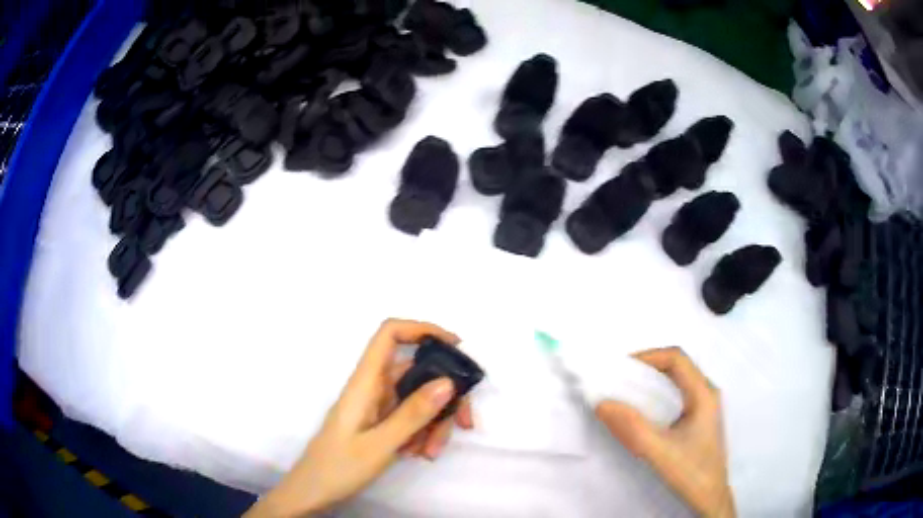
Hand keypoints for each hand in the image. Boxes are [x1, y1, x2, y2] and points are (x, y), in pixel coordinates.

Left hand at [246, 319, 472, 517]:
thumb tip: (448, 382)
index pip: (389, 335)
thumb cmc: (340, 466)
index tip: (454, 345)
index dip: (421, 329)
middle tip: (464, 423)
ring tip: (431, 451)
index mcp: (365, 382)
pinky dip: (422, 432)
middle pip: (416, 373)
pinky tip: (420, 453)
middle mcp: (373, 387)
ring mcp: (378, 405)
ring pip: (418, 399)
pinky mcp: (381, 421)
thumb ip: (413, 414)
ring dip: (434, 422)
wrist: (314, 490)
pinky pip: (411, 417)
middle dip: (444, 396)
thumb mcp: (380, 444)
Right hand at [595, 347, 734, 517]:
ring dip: (651, 381)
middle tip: (618, 379)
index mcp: (703, 394)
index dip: (648, 356)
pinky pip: (677, 395)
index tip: (620, 368)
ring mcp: (705, 406)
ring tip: (625, 392)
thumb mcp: (659, 451)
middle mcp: (707, 393)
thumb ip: (631, 428)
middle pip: (677, 366)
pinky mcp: (699, 419)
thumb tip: (602, 403)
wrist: (710, 497)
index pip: (676, 358)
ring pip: (677, 381)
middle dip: (647, 367)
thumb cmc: (691, 471)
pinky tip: (643, 411)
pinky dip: (657, 395)